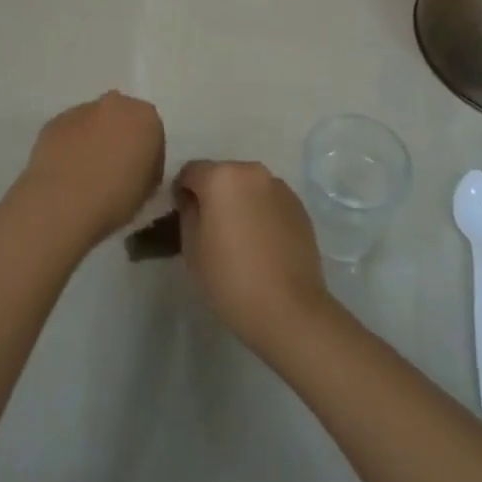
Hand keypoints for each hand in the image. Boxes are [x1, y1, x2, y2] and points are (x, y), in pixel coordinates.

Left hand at [17, 91, 164, 248]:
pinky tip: (65, 172)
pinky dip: (69, 146)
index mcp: (146, 117)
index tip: (138, 176)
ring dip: (92, 139)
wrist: (63, 203)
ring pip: (92, 122)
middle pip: (121, 118)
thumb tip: (134, 166)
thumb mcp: (148, 190)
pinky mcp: (54, 121)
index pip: (152, 132)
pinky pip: (68, 132)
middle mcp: (115, 104)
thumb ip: (147, 168)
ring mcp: (81, 110)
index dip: (146, 155)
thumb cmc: (116, 199)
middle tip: (113, 169)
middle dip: (119, 137)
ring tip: (85, 173)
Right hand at [174, 160, 330, 352]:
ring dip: (239, 201)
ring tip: (240, 237)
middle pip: (222, 175)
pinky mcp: (299, 205)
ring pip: (248, 187)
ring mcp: (279, 187)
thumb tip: (193, 199)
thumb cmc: (231, 279)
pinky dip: (261, 212)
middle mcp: (252, 172)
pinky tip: (262, 243)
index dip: (182, 191)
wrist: (289, 309)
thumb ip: (188, 212)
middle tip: (211, 229)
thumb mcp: (192, 247)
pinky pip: (269, 200)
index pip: (190, 171)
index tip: (183, 216)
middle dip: (213, 195)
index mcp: (221, 177)